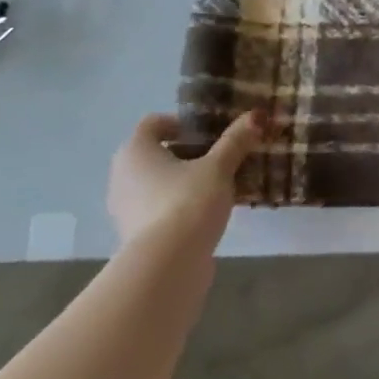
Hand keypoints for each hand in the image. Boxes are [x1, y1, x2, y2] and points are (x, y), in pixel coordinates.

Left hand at [107, 111, 269, 248]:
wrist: (167, 263)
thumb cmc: (188, 201)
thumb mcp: (219, 167)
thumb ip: (236, 141)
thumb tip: (256, 115)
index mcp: (135, 151)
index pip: (153, 124)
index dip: (182, 123)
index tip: (210, 133)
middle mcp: (122, 176)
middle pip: (156, 154)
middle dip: (188, 153)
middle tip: (220, 157)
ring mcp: (125, 207)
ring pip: (157, 182)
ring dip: (184, 180)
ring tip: (219, 186)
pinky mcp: (135, 234)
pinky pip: (159, 207)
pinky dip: (179, 204)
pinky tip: (207, 212)